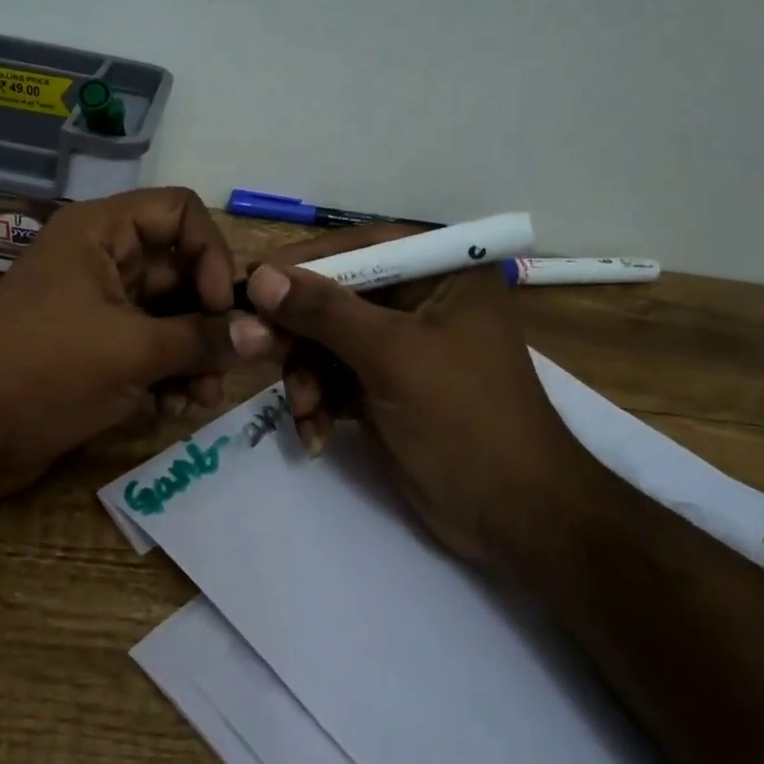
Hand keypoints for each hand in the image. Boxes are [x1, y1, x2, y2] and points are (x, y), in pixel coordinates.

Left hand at [0, 187, 277, 494]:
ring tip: (202, 398)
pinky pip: (148, 346)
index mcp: (102, 232)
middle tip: (231, 364)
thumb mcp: (133, 352)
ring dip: (194, 353)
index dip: (211, 254)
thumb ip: (203, 340)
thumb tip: (266, 335)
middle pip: (182, 268)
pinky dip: (168, 373)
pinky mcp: (94, 347)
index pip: (181, 212)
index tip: (221, 307)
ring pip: (169, 314)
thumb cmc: (45, 370)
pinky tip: (174, 409)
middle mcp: (103, 258)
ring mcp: (98, 305)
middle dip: (210, 318)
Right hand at [240, 234, 597, 566]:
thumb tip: (260, 276)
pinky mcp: (384, 387)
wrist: (512, 516)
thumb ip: (324, 312)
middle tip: (253, 351)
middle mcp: (419, 300)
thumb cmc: (464, 419)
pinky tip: (316, 434)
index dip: (302, 264)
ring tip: (303, 411)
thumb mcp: (392, 356)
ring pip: (325, 341)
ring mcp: (400, 346)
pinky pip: (332, 378)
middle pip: (334, 296)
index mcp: (441, 272)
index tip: (251, 284)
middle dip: (298, 333)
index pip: (358, 247)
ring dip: (304, 376)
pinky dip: (318, 402)